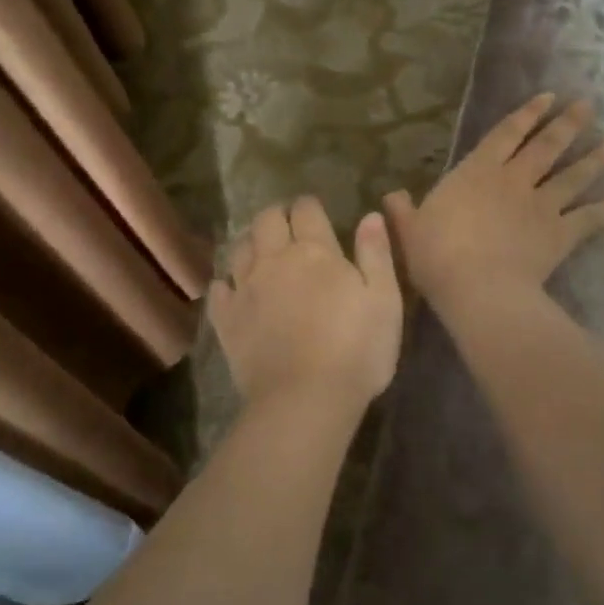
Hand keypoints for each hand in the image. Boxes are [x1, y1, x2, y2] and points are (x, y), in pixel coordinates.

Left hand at [208, 196, 403, 417]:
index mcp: (315, 251)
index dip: (309, 205)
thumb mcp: (385, 300)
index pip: (306, 210)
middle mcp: (274, 260)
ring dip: (251, 242)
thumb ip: (376, 253)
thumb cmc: (356, 349)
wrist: (305, 399)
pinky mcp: (227, 319)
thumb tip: (370, 216)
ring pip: (240, 248)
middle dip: (276, 215)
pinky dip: (226, 283)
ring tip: (260, 251)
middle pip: (266, 220)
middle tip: (286, 224)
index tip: (314, 210)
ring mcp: (245, 288)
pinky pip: (218, 289)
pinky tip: (233, 289)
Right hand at [384, 94, 603, 312]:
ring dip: (591, 161)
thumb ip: (402, 211)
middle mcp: (514, 180)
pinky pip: (587, 220)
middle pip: (547, 146)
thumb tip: (391, 196)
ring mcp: (541, 206)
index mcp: (477, 171)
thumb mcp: (409, 230)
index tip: (548, 98)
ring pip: (572, 177)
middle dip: (568, 125)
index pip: (506, 133)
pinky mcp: (560, 235)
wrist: (478, 288)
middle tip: (588, 107)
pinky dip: (603, 212)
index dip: (527, 114)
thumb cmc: (437, 254)